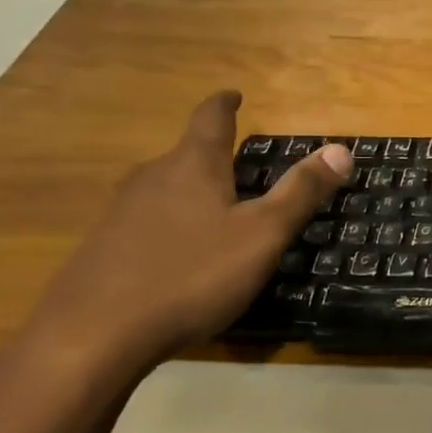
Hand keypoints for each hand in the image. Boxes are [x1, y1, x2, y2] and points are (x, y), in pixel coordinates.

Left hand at [19, 91, 349, 381]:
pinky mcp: (101, 249)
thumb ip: (301, 192)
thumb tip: (341, 149)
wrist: (90, 338)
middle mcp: (151, 178)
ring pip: (164, 189)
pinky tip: (179, 254)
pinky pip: (145, 222)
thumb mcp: (262, 235)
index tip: (234, 94)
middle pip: (185, 155)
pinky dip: (170, 224)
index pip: (210, 119)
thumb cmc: (190, 275)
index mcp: (192, 167)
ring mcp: (119, 214)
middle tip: (239, 165)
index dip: (224, 104)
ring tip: (215, 208)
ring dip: (190, 190)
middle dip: (212, 156)